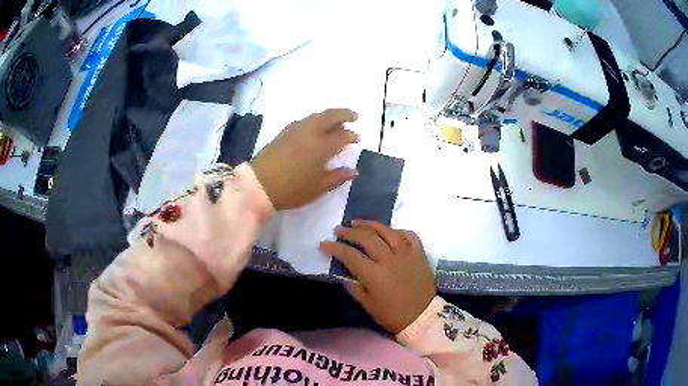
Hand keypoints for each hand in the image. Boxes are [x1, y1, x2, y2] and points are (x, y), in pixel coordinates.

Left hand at [251, 109, 359, 209]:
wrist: (258, 185)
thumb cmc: (291, 190)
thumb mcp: (318, 188)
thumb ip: (337, 177)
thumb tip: (354, 171)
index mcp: (321, 146)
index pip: (342, 135)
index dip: (351, 136)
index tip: (357, 138)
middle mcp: (310, 132)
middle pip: (330, 115)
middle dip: (344, 114)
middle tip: (354, 117)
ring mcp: (295, 130)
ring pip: (316, 116)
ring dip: (329, 116)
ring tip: (336, 123)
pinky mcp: (284, 132)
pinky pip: (304, 120)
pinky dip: (315, 120)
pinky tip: (315, 128)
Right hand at [320, 220, 435, 333]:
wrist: (422, 317)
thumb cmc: (392, 315)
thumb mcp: (368, 305)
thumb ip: (354, 287)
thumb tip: (343, 274)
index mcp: (374, 274)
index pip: (349, 254)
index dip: (334, 247)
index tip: (324, 244)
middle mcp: (389, 259)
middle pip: (367, 237)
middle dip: (350, 232)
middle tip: (339, 230)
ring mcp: (406, 253)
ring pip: (387, 231)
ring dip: (370, 224)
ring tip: (358, 223)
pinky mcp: (419, 253)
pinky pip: (409, 235)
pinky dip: (397, 231)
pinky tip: (389, 231)